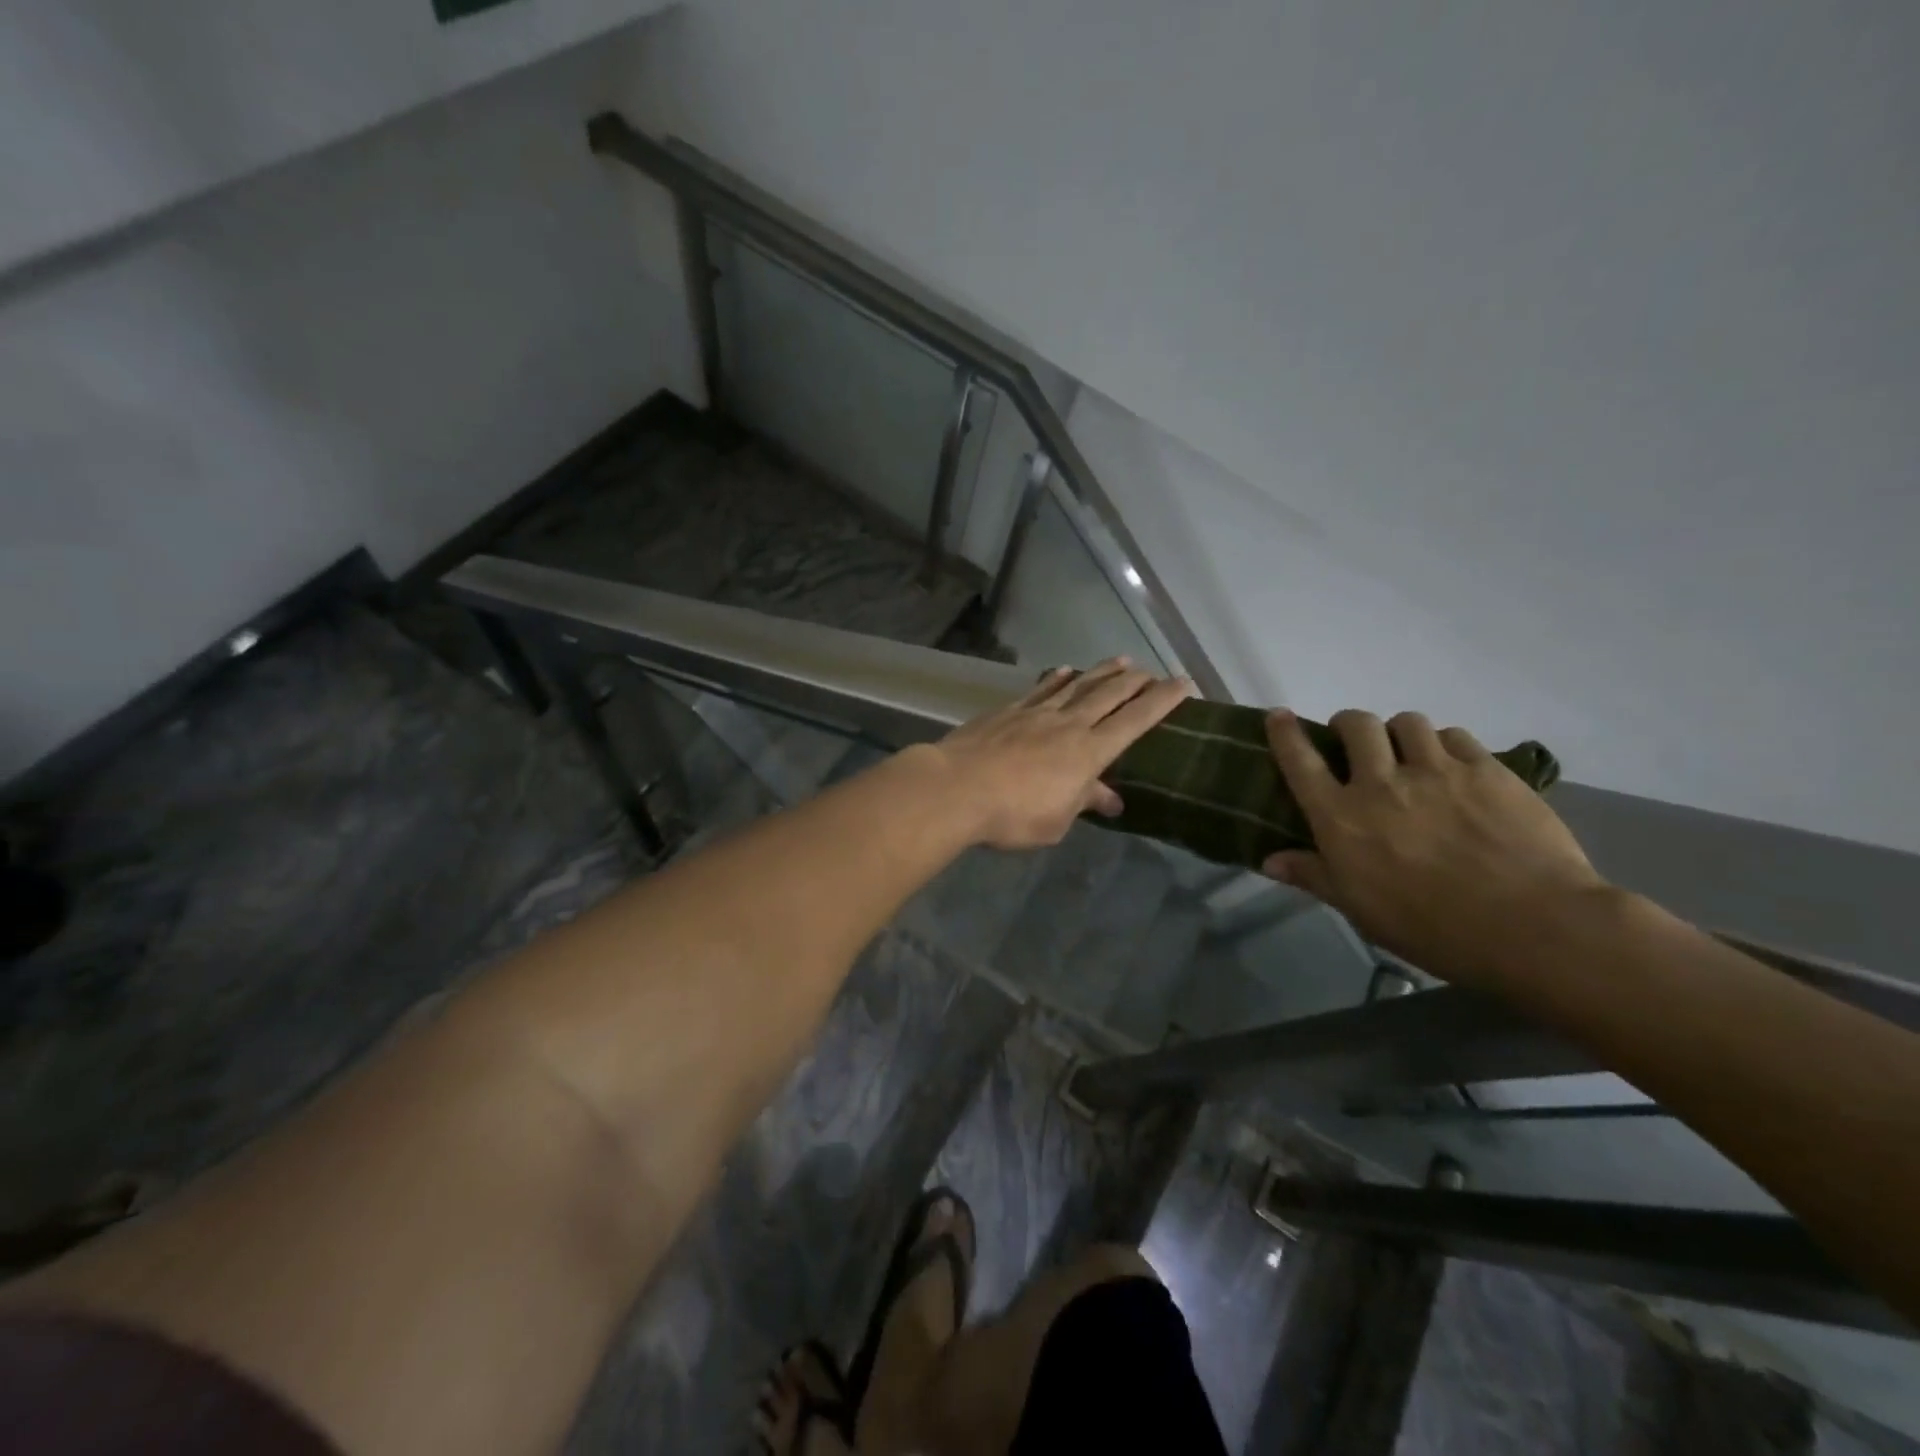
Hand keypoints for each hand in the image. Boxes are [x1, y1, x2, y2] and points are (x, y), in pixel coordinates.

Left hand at [929, 659, 1192, 850]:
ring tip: (1120, 661)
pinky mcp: (1008, 711)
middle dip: (1136, 681)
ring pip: (1077, 685)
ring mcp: (1036, 713)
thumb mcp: (1056, 821)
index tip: (1183, 684)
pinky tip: (1063, 671)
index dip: (1162, 701)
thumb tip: (1112, 798)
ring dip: (1101, 672)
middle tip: (1153, 671)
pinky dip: (1056, 678)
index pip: (1135, 721)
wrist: (956, 788)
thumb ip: (1084, 803)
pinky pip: (1040, 689)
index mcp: (1089, 752)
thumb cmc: (1012, 814)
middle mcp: (1068, 724)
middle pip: (1109, 695)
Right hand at [1263, 708, 1607, 985]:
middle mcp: (1381, 783)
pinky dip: (1445, 744)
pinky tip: (1454, 766)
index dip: (1285, 733)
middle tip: (1356, 742)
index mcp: (1341, 818)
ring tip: (1410, 752)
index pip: (1300, 761)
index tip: (1279, 715)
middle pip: (1356, 724)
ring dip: (1399, 732)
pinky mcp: (1486, 770)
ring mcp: (1436, 771)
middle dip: (1349, 725)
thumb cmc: (1430, 927)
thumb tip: (1269, 861)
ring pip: (1407, 722)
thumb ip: (1314, 875)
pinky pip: (1455, 736)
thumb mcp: (1360, 909)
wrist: (1530, 926)